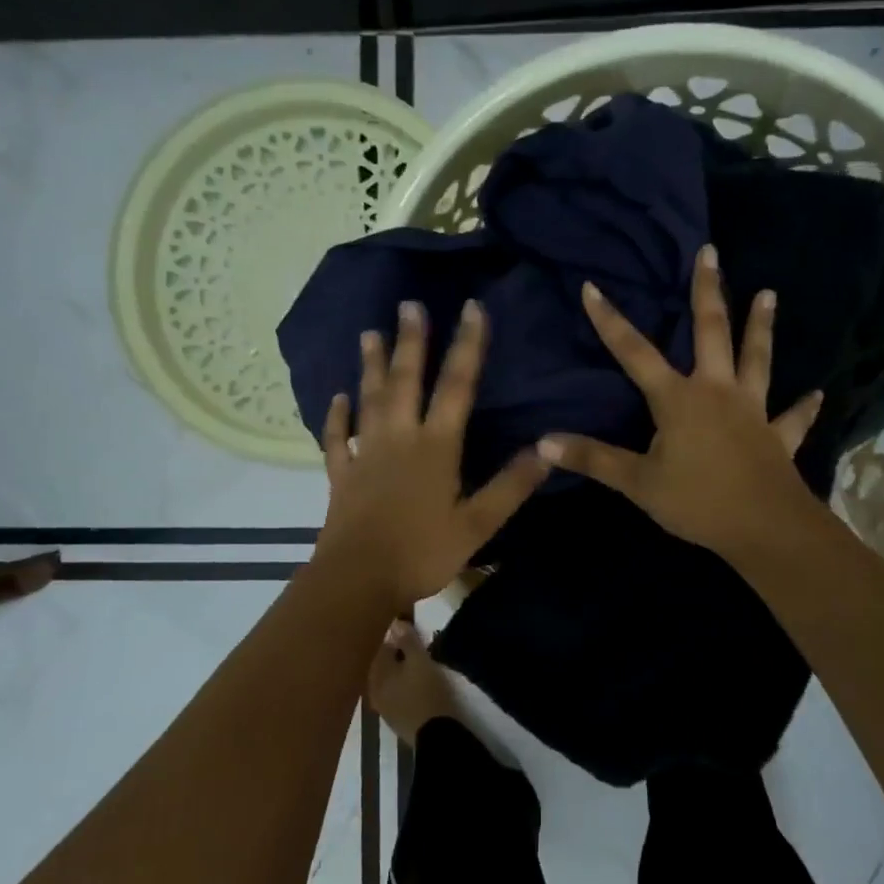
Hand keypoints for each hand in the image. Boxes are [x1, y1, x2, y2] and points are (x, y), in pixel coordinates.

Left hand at [315, 298, 550, 608]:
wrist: (358, 580)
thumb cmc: (422, 551)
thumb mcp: (479, 524)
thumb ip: (512, 485)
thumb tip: (548, 448)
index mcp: (436, 446)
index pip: (457, 386)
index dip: (467, 345)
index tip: (472, 308)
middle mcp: (399, 438)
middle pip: (406, 380)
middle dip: (411, 341)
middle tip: (408, 304)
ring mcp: (365, 453)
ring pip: (369, 400)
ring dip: (370, 365)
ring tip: (369, 333)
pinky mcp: (341, 474)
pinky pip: (336, 438)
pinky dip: (335, 416)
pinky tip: (336, 398)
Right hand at [537, 244, 823, 559]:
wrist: (765, 529)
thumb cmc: (697, 502)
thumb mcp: (637, 483)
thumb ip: (593, 458)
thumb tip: (542, 442)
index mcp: (679, 399)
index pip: (635, 353)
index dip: (610, 321)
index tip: (593, 286)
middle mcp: (717, 392)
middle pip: (711, 332)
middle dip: (707, 291)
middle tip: (710, 252)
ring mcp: (753, 410)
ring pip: (757, 359)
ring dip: (762, 327)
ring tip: (769, 294)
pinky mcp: (778, 436)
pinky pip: (793, 417)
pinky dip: (803, 406)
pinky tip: (817, 393)